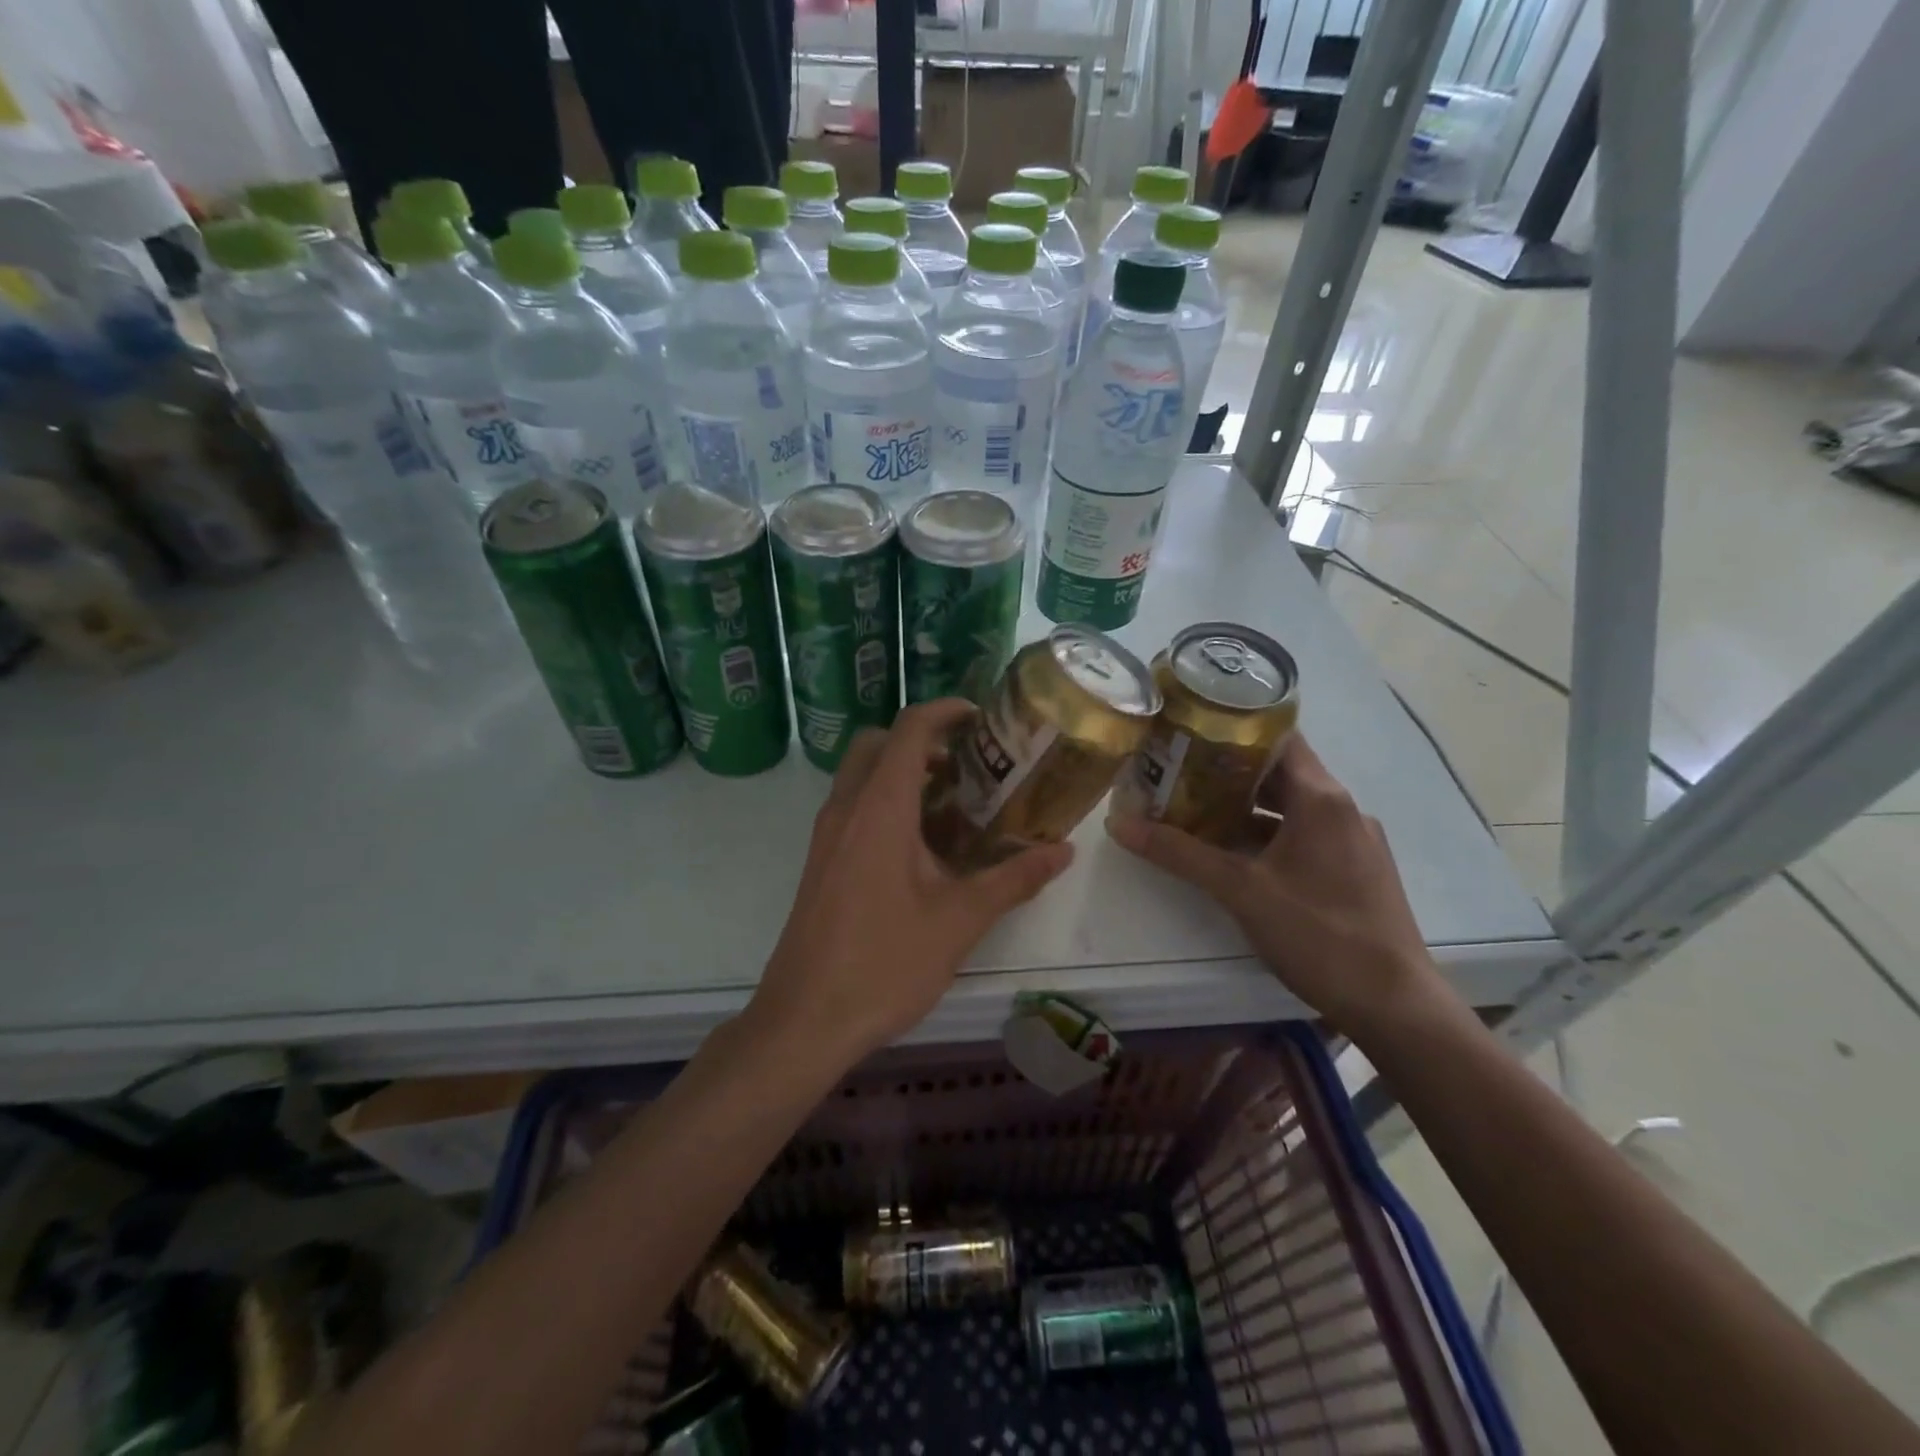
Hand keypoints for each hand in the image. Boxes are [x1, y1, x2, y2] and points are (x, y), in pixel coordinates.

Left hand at [747, 700, 1073, 1065]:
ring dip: (901, 772)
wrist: (804, 1019)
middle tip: (967, 764)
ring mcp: (826, 835)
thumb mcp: (959, 920)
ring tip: (953, 805)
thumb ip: (1013, 878)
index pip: (909, 729)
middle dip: (921, 740)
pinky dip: (884, 802)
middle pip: (877, 744)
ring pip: (860, 776)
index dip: (945, 712)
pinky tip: (920, 848)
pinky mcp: (820, 862)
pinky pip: (852, 807)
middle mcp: (846, 808)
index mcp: (880, 807)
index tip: (981, 718)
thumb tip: (1064, 851)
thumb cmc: (884, 962)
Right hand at [1107, 734, 1445, 1038]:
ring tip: (1196, 811)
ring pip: (1292, 807)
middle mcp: (1342, 808)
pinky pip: (1306, 835)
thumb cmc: (1319, 934)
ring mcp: (1354, 840)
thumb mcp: (1240, 890)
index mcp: (1321, 797)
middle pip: (1280, 772)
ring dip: (1246, 807)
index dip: (1233, 729)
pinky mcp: (1356, 870)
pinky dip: (1269, 834)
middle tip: (1177, 773)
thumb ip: (1179, 854)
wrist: (1395, 1005)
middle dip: (1228, 772)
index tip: (1189, 732)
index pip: (1277, 737)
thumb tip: (1119, 824)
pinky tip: (1236, 855)